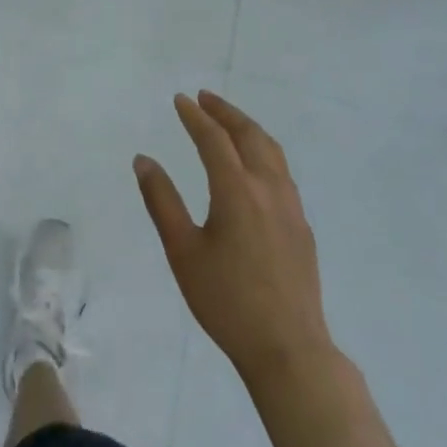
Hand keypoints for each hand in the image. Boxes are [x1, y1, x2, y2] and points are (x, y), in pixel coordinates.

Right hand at [135, 91, 335, 388]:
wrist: (287, 348)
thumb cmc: (225, 301)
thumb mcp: (182, 251)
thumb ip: (161, 201)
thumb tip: (144, 160)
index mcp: (236, 191)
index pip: (214, 140)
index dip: (195, 117)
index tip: (180, 100)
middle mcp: (268, 189)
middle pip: (249, 136)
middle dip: (226, 112)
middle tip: (205, 98)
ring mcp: (291, 207)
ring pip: (272, 151)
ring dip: (248, 129)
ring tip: (229, 122)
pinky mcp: (302, 226)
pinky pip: (282, 172)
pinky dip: (263, 152)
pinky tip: (254, 166)